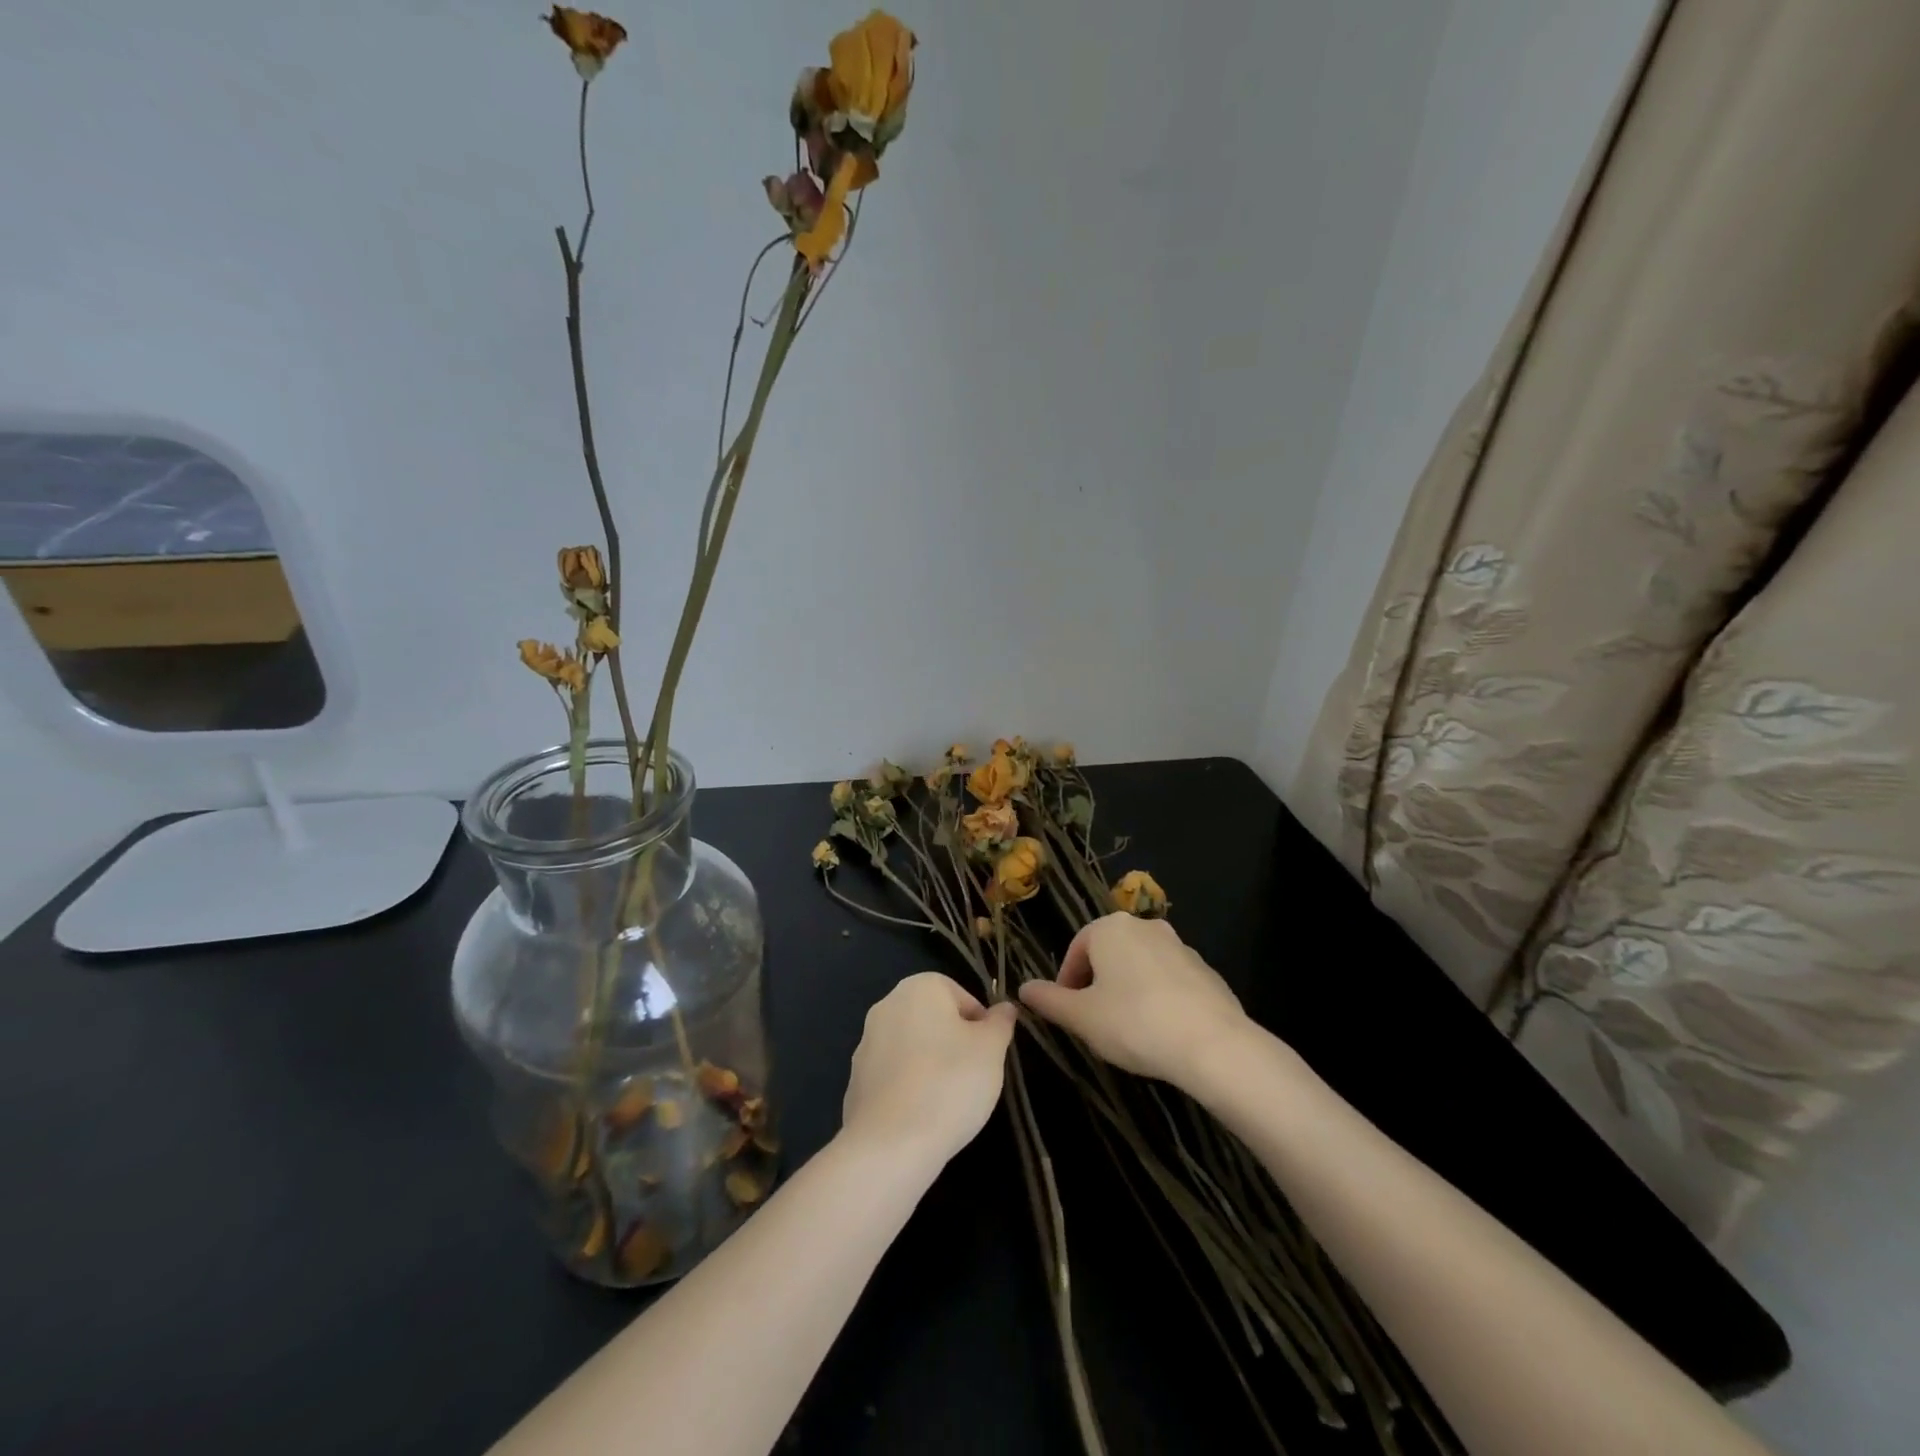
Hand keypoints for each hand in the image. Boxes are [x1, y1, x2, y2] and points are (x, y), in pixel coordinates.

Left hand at [841, 972, 1017, 1166]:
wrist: (891, 1144)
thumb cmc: (950, 1083)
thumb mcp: (991, 1049)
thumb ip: (1000, 1022)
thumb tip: (1004, 1008)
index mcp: (919, 987)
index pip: (963, 997)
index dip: (981, 1027)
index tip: (987, 1056)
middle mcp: (887, 1005)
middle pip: (935, 1021)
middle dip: (955, 1045)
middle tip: (972, 1077)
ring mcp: (866, 1043)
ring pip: (914, 1048)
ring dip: (932, 1067)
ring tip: (948, 1101)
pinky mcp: (856, 1080)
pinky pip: (894, 1077)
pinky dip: (909, 1089)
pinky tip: (921, 1115)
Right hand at [1018, 914, 1248, 1088]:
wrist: (1212, 1044)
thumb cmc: (1134, 1023)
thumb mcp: (1081, 1017)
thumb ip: (1049, 1001)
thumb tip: (1023, 988)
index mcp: (1110, 928)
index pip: (1076, 950)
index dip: (1066, 984)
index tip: (1067, 1014)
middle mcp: (1144, 926)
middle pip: (1108, 954)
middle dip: (1097, 985)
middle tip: (1094, 1022)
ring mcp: (1179, 946)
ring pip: (1139, 966)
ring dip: (1127, 990)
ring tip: (1127, 1029)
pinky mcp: (1205, 970)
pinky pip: (1169, 980)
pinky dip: (1158, 998)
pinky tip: (1160, 1031)